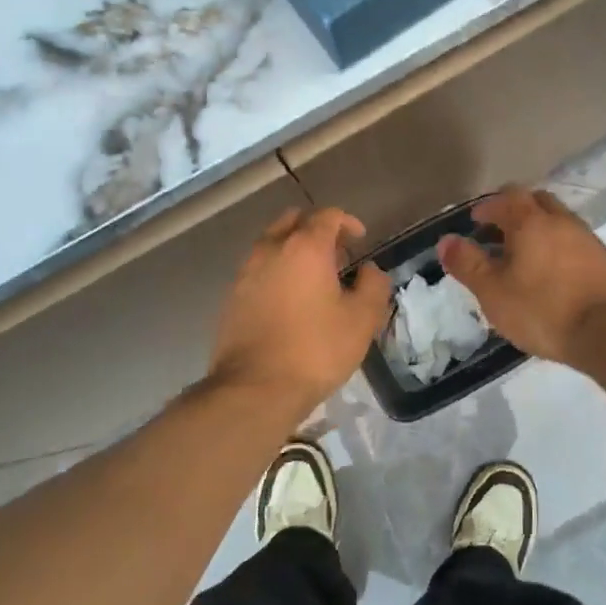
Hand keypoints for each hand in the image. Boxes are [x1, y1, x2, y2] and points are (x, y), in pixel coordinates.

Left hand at [209, 207, 390, 413]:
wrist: (255, 388)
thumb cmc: (316, 349)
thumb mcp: (362, 319)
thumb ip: (373, 285)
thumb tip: (369, 270)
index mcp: (305, 247)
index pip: (327, 215)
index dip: (347, 222)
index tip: (360, 239)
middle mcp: (271, 249)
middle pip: (294, 221)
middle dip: (317, 230)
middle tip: (336, 255)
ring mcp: (245, 272)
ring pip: (271, 244)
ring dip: (294, 250)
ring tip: (313, 279)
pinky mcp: (231, 296)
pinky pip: (258, 269)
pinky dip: (276, 271)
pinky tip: (289, 300)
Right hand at [436, 187, 605, 367]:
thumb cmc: (543, 309)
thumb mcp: (493, 292)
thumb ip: (468, 264)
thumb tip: (446, 240)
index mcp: (531, 221)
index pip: (507, 197)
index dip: (488, 207)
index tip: (475, 223)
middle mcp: (561, 221)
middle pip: (536, 201)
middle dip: (515, 211)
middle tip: (498, 234)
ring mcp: (587, 238)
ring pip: (558, 221)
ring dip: (538, 230)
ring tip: (523, 257)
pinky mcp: (604, 260)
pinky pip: (573, 242)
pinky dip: (557, 248)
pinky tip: (550, 274)